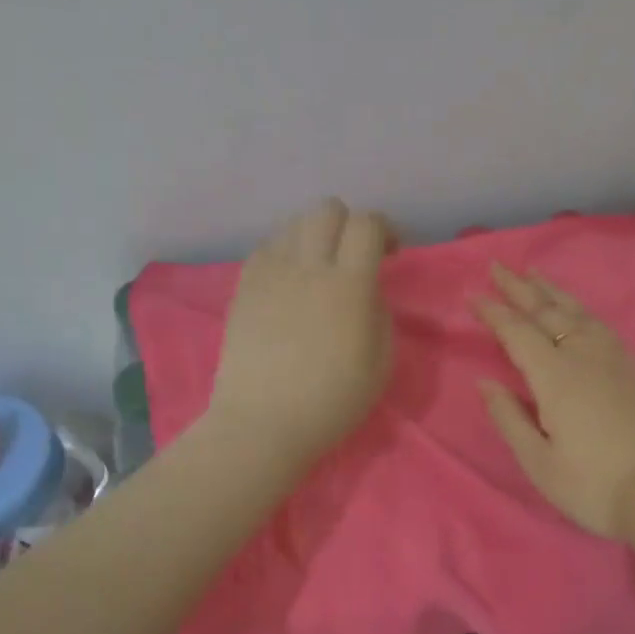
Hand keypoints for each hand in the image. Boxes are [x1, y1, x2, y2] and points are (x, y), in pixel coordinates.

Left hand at [206, 198, 394, 468]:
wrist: (262, 423)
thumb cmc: (330, 401)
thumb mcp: (381, 363)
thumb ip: (380, 313)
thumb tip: (368, 290)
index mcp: (348, 285)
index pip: (367, 224)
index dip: (385, 229)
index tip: (390, 253)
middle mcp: (307, 266)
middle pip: (327, 210)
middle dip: (348, 224)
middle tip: (354, 256)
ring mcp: (270, 274)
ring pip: (293, 224)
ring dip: (314, 237)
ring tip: (318, 267)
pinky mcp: (243, 287)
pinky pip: (266, 248)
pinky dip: (284, 253)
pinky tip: (288, 282)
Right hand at [473, 262, 634, 538]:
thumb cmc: (594, 485)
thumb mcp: (539, 462)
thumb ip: (509, 417)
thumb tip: (485, 382)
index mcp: (555, 377)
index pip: (517, 333)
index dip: (493, 313)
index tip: (472, 295)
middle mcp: (584, 356)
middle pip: (547, 312)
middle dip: (519, 288)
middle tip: (498, 266)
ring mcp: (613, 360)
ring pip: (577, 313)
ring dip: (551, 291)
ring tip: (534, 274)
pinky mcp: (633, 370)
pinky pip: (599, 324)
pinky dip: (580, 309)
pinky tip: (577, 311)